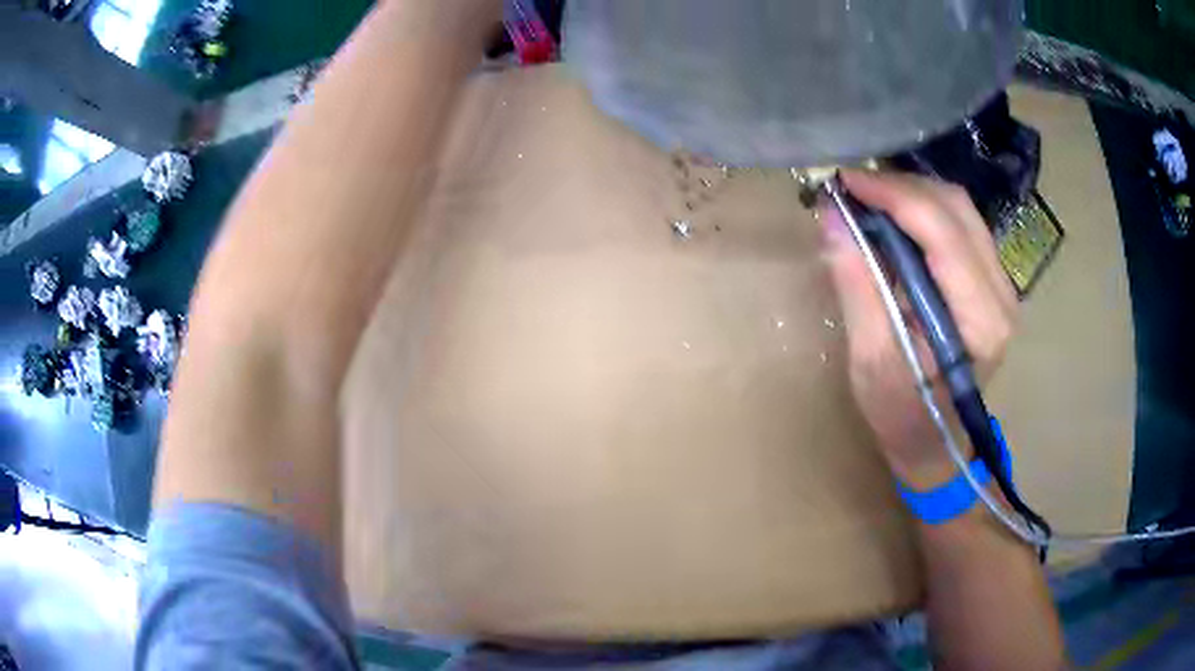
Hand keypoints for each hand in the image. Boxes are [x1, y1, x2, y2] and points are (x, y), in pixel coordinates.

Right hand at [820, 170, 1019, 488]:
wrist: (937, 444)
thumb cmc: (903, 416)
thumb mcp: (871, 361)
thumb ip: (857, 286)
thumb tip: (832, 218)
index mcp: (979, 321)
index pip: (943, 232)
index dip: (893, 195)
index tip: (846, 181)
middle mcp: (1002, 295)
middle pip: (956, 209)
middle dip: (901, 187)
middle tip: (853, 189)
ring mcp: (1002, 287)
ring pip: (961, 210)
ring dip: (913, 195)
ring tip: (870, 200)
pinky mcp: (993, 283)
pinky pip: (962, 226)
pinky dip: (925, 211)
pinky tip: (896, 219)